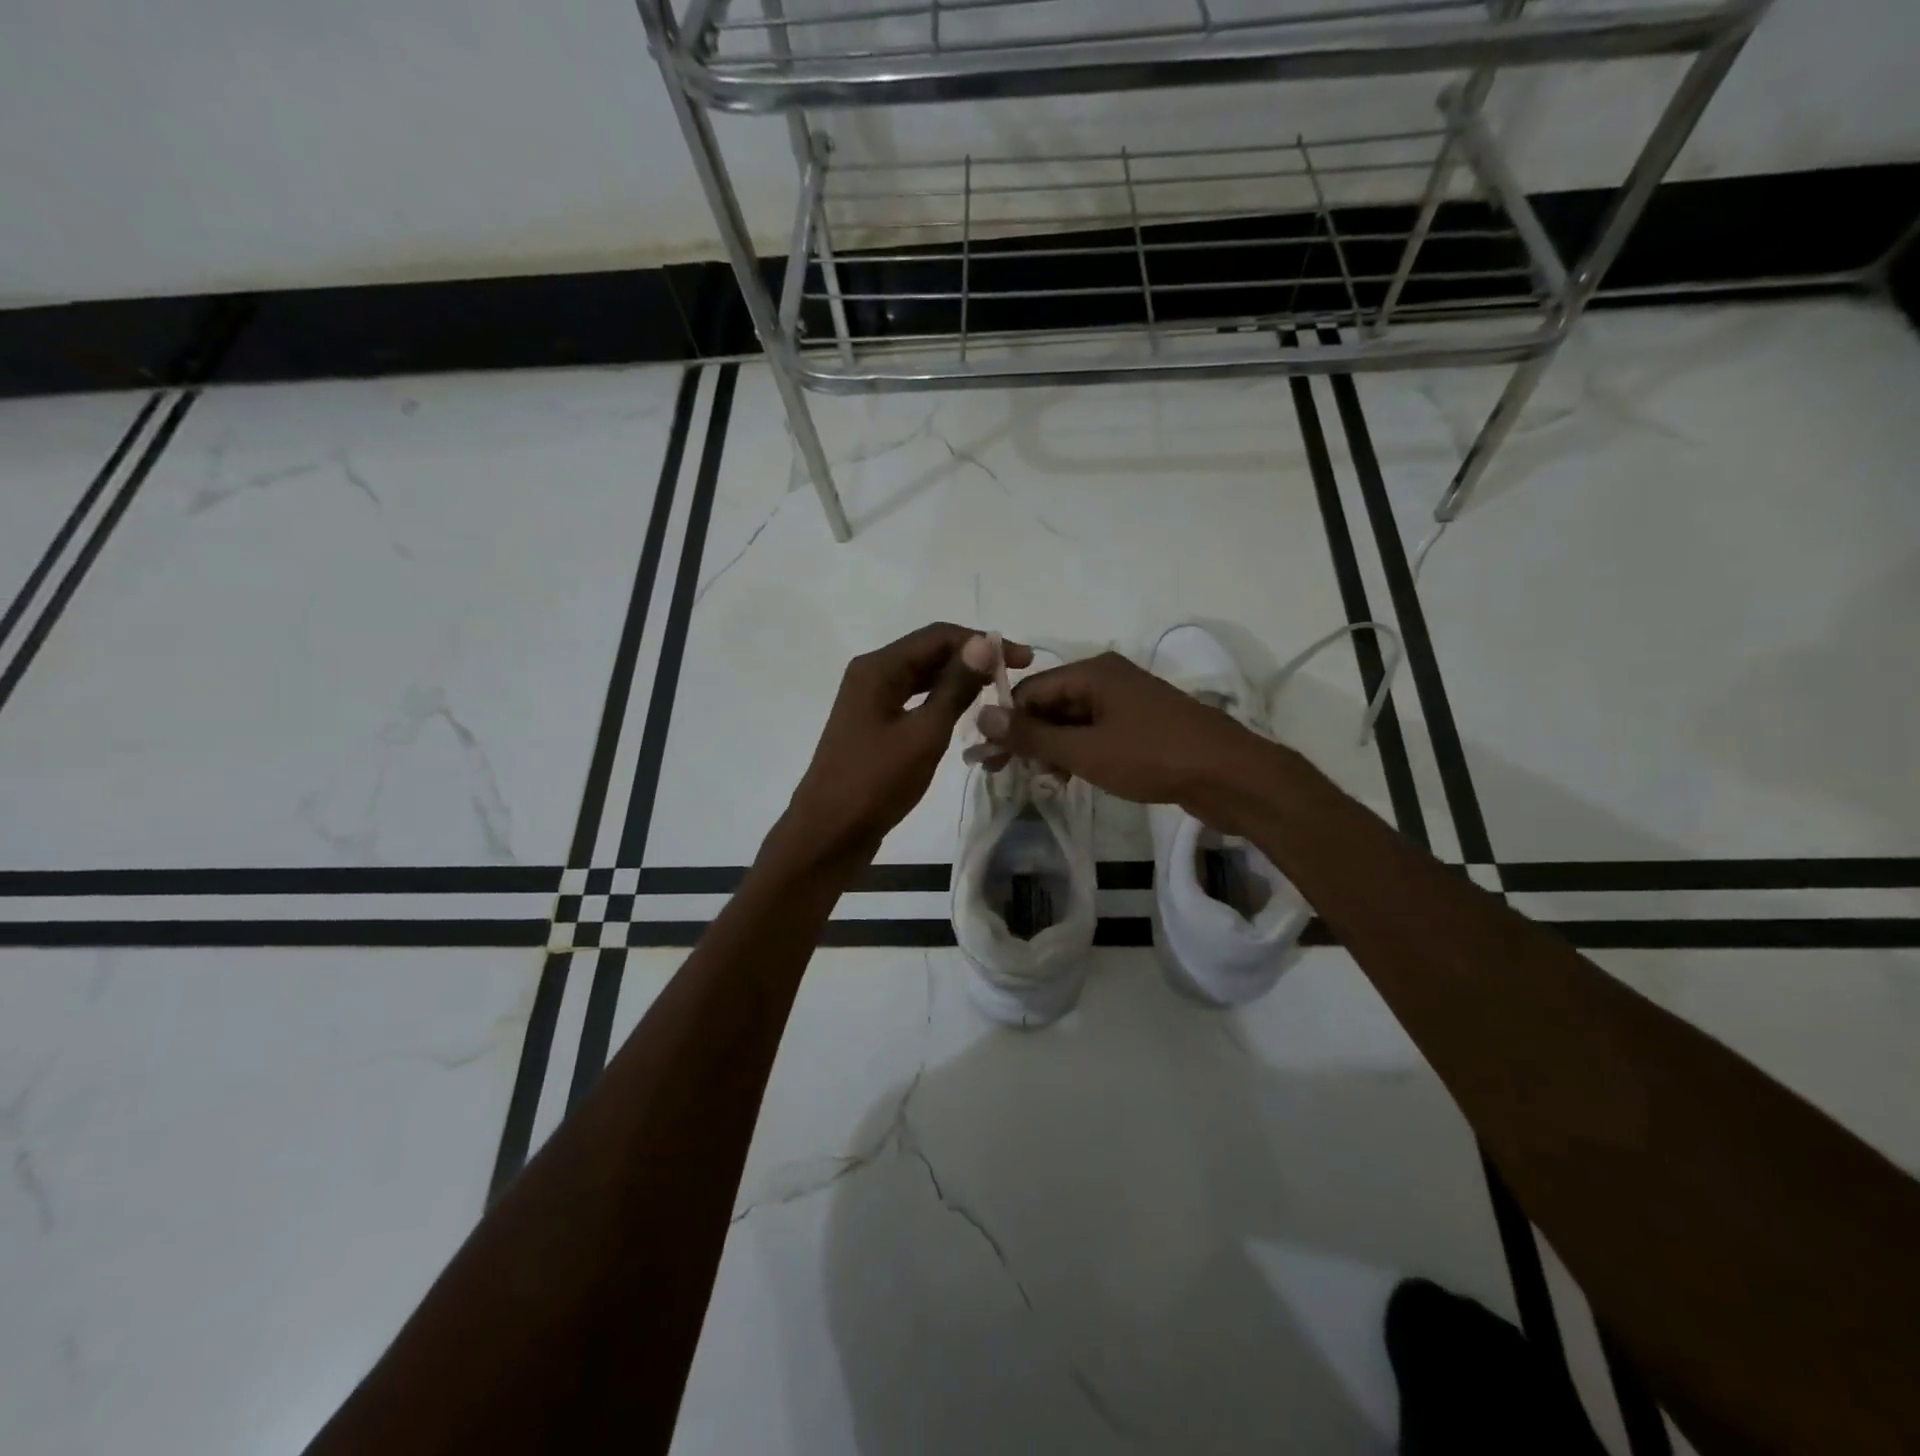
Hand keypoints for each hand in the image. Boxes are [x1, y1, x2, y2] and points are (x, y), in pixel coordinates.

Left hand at [775, 624, 1032, 866]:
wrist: (829, 833)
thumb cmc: (876, 782)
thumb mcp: (924, 734)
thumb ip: (956, 687)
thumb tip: (986, 642)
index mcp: (878, 668)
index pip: (938, 636)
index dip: (983, 642)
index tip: (1024, 660)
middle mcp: (872, 674)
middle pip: (929, 651)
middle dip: (973, 658)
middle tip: (1016, 675)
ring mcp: (871, 700)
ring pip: (923, 676)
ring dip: (959, 679)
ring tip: (997, 690)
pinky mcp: (874, 724)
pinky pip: (914, 698)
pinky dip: (942, 700)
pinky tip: (967, 711)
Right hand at [977, 651, 1268, 815]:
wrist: (1230, 776)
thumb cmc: (1153, 757)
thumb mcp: (1085, 750)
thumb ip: (1032, 736)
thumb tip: (981, 715)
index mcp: (1092, 672)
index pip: (1031, 690)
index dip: (1007, 723)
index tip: (989, 759)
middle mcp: (1108, 678)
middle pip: (1051, 704)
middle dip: (1029, 738)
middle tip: (1007, 774)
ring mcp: (1128, 702)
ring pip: (1073, 721)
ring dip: (1053, 748)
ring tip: (1042, 781)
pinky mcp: (1142, 726)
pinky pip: (1096, 733)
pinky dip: (1079, 752)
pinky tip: (1069, 777)